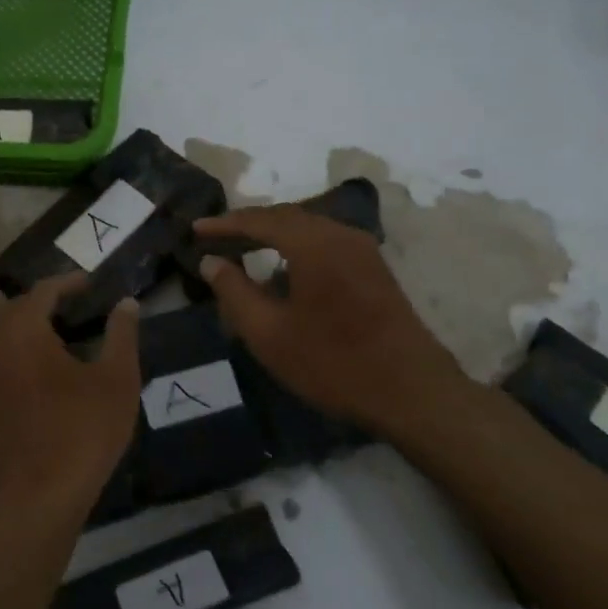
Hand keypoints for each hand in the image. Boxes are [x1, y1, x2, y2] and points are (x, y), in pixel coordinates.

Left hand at [0, 275, 140, 520]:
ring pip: (2, 335)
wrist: (41, 497)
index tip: (90, 283)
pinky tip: (46, 368)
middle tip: (76, 304)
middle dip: (43, 300)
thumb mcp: (117, 380)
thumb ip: (122, 335)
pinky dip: (19, 349)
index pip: (41, 292)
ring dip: (28, 325)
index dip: (66, 282)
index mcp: (24, 335)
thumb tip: (126, 304)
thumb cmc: (84, 432)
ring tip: (63, 333)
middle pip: (14, 309)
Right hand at [195, 207, 466, 437]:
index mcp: (314, 243)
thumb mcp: (269, 333)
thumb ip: (234, 291)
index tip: (196, 229)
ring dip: (273, 236)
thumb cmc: (333, 362)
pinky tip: (283, 272)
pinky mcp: (374, 269)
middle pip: (287, 217)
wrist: (411, 391)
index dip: (225, 223)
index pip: (260, 220)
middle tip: (216, 238)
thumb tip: (211, 262)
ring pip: (308, 230)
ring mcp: (363, 251)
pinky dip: (296, 248)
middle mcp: (341, 235)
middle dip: (249, 225)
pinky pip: (326, 244)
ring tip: (243, 250)